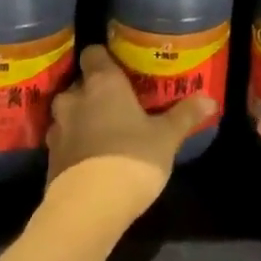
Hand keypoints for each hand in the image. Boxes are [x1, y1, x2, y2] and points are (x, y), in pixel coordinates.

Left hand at [45, 46, 214, 226]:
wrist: (88, 207)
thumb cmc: (132, 157)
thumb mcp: (167, 137)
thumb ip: (185, 115)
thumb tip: (210, 99)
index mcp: (102, 82)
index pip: (93, 52)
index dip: (105, 57)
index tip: (120, 66)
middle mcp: (74, 99)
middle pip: (80, 83)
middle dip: (95, 91)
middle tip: (119, 102)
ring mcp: (57, 129)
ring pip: (68, 113)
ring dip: (82, 118)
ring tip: (105, 130)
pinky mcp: (50, 158)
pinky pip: (64, 141)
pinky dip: (75, 144)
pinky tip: (93, 158)